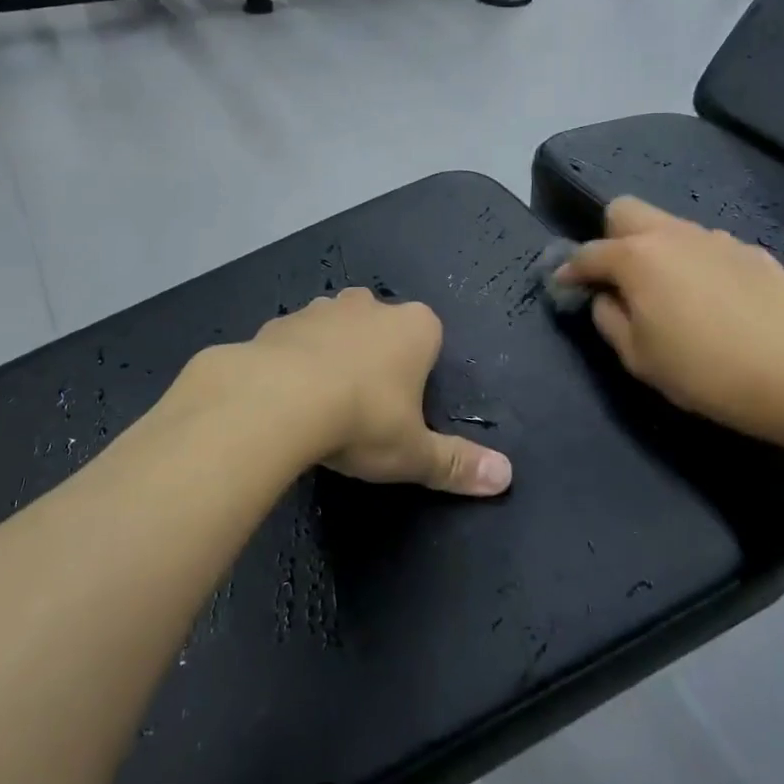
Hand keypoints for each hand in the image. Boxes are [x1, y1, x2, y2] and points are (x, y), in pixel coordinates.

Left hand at [184, 291, 511, 495]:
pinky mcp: (280, 321)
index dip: (418, 369)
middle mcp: (370, 305)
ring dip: (333, 352)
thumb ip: (457, 463)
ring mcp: (322, 308)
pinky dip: (293, 359)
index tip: (404, 404)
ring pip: (336, 325)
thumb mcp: (414, 453)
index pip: (430, 337)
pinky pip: (295, 339)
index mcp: (415, 327)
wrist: (278, 399)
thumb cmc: (363, 420)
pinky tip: (284, 396)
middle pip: (381, 325)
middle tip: (365, 403)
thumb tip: (506, 478)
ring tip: (321, 401)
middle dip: (376, 354)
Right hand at [555, 197, 783, 450]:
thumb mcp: (637, 357)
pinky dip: (697, 265)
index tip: (565, 285)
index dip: (570, 270)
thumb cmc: (702, 371)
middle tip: (618, 276)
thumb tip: (605, 296)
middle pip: (625, 211)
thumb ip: (608, 318)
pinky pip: (708, 248)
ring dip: (657, 250)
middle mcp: (672, 234)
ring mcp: (715, 238)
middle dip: (611, 237)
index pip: (588, 253)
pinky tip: (714, 301)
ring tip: (671, 292)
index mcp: (637, 258)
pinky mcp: (751, 251)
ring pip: (669, 227)